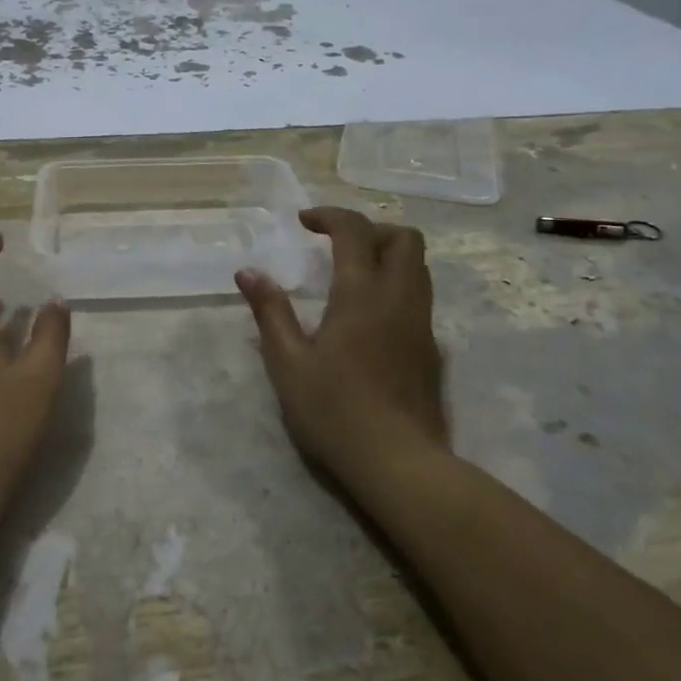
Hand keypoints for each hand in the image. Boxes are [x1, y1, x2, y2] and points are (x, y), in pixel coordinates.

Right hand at [236, 208, 445, 489]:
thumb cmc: (335, 412)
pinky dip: (397, 287)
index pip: (355, 230)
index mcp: (362, 294)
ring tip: (352, 275)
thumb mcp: (288, 363)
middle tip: (337, 246)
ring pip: (419, 267)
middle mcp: (399, 299)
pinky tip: (370, 319)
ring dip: (388, 256)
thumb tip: (248, 272)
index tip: (304, 222)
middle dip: (370, 229)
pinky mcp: (432, 351)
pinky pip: (420, 298)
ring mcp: (422, 325)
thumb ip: (270, 312)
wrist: (399, 464)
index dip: (329, 215)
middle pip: (404, 238)